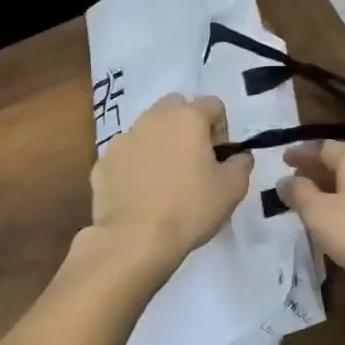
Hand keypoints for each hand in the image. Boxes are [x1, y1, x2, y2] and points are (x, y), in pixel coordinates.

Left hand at [89, 94, 251, 280]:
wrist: (134, 240)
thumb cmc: (189, 209)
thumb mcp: (232, 189)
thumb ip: (241, 164)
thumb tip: (238, 156)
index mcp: (187, 117)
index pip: (213, 104)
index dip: (221, 129)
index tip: (220, 158)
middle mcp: (153, 118)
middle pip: (176, 107)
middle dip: (187, 126)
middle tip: (193, 161)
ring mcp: (123, 138)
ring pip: (147, 129)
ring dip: (159, 144)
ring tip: (165, 180)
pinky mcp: (103, 162)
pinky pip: (126, 155)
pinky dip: (136, 165)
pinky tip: (142, 194)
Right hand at [278, 142, 344, 293]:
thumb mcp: (320, 215)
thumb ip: (299, 193)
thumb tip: (285, 180)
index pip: (322, 146)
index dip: (300, 153)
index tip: (282, 160)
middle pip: (342, 158)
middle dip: (317, 168)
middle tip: (296, 179)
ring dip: (335, 183)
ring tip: (316, 198)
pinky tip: (344, 214)